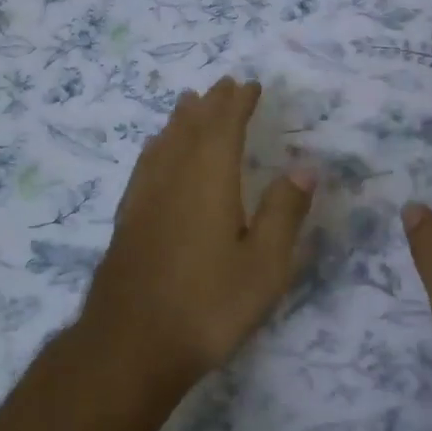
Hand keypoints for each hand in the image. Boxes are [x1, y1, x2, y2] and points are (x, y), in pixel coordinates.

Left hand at [80, 77, 314, 382]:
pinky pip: (145, 165)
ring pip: (164, 143)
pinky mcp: (127, 220)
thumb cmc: (208, 305)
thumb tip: (304, 166)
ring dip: (180, 120)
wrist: (130, 345)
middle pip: (191, 128)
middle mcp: (173, 177)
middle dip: (210, 104)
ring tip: (189, 103)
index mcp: (209, 179)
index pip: (224, 126)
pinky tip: (155, 153)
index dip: (237, 102)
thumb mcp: (264, 264)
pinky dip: (157, 147)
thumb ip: (285, 211)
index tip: (249, 85)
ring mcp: (144, 198)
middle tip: (223, 85)